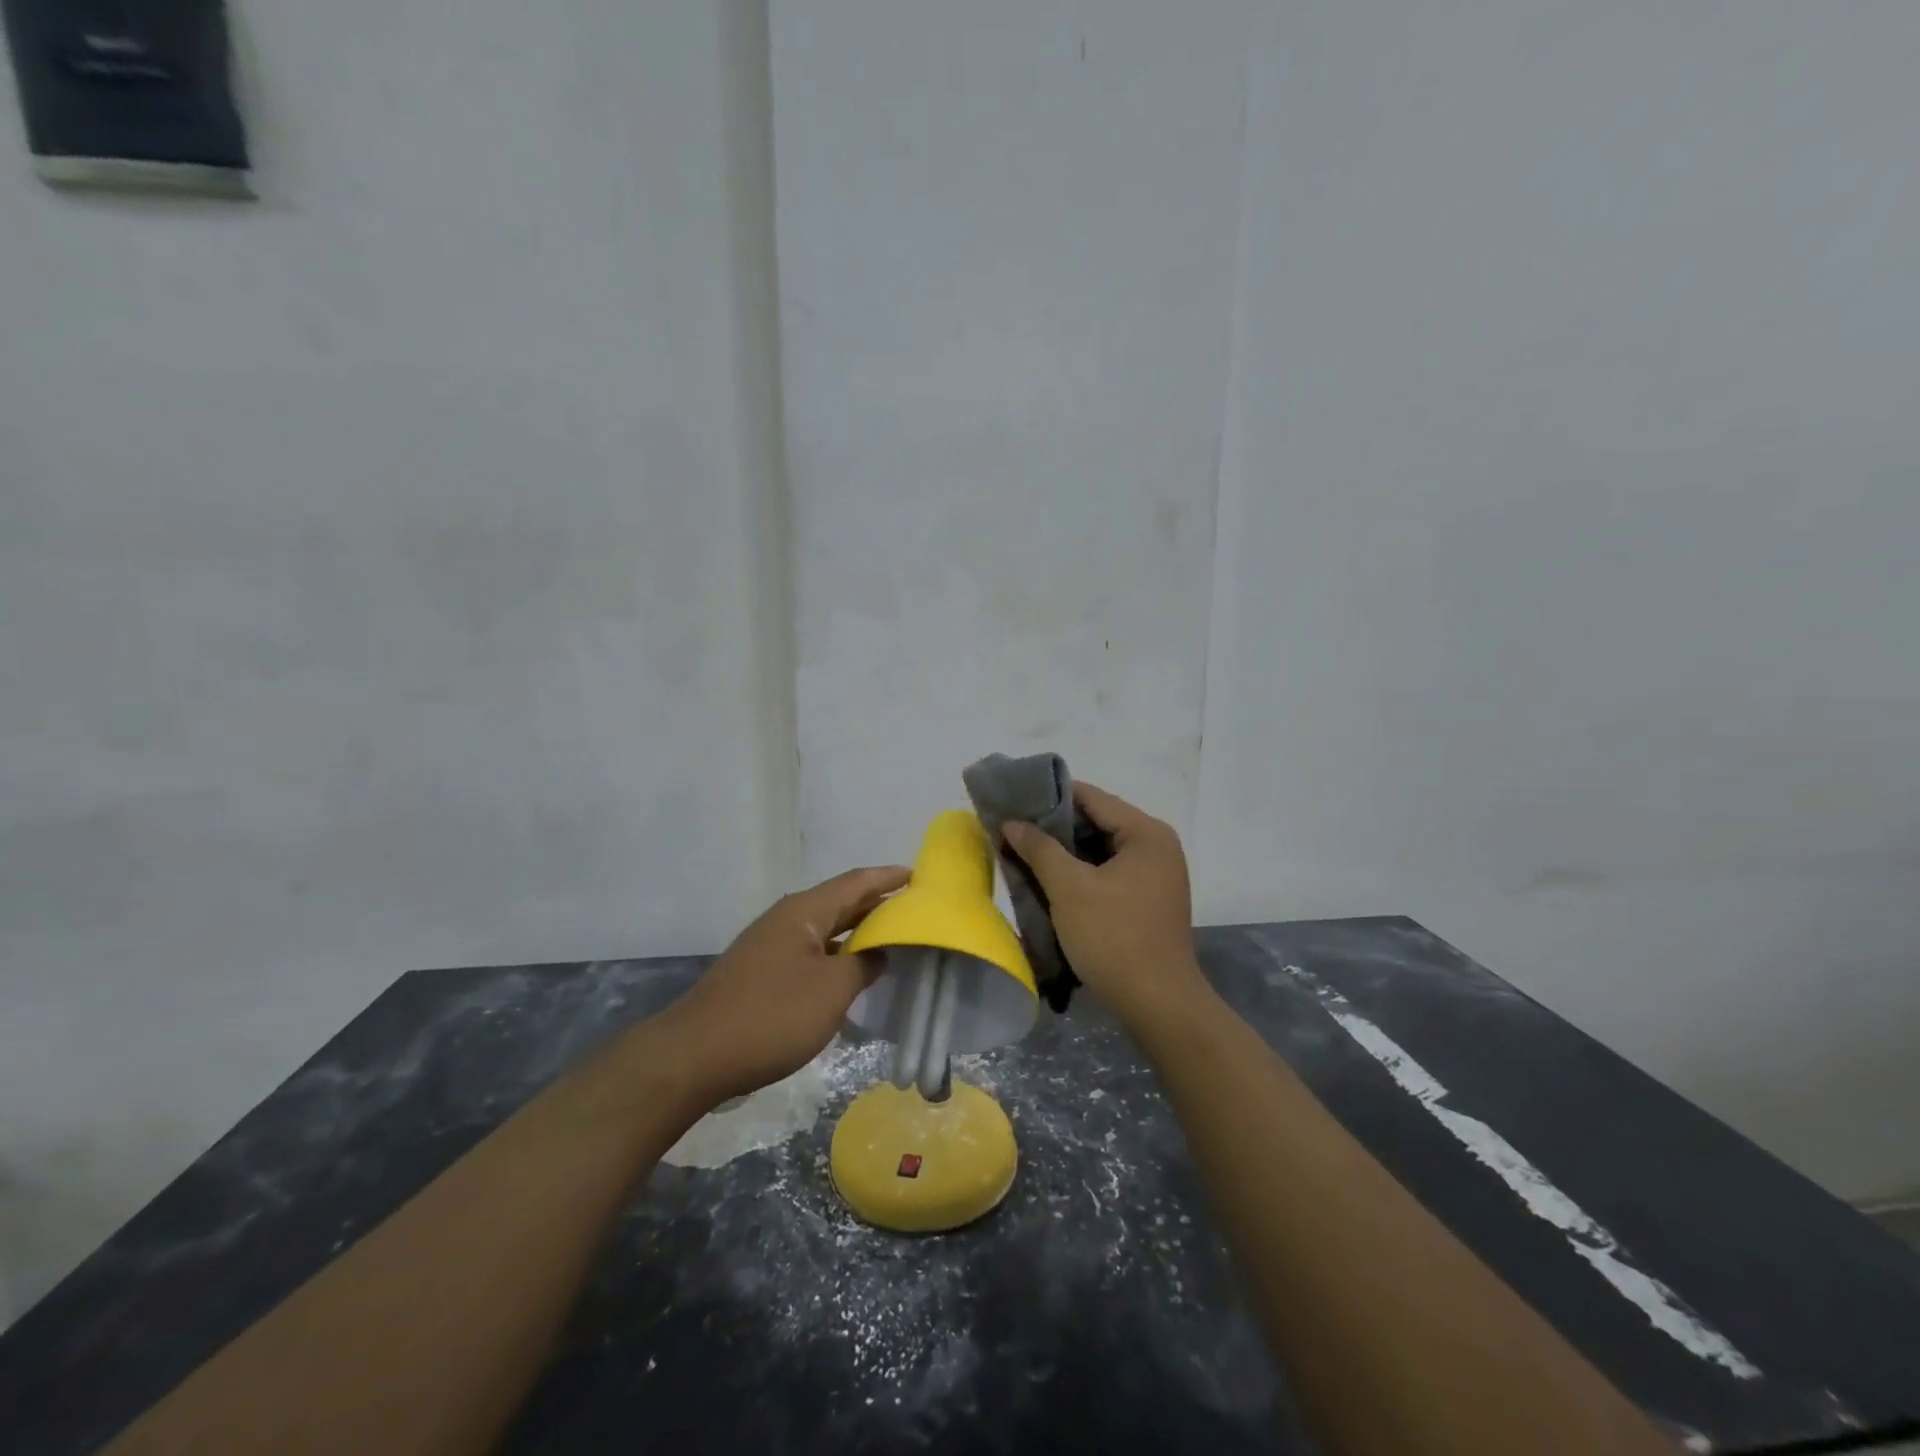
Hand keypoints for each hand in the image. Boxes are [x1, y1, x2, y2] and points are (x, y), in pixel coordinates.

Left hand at [659, 865, 909, 1104]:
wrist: (694, 1057)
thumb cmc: (771, 1016)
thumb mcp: (832, 990)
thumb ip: (863, 964)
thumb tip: (878, 951)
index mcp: (804, 911)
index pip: (856, 883)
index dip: (888, 878)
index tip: (919, 876)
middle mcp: (787, 919)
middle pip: (840, 902)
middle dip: (877, 903)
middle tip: (915, 907)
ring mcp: (771, 946)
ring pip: (825, 929)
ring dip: (858, 931)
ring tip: (893, 936)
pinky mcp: (762, 973)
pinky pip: (811, 952)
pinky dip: (837, 955)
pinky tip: (852, 972)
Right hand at [1003, 782, 1205, 1027]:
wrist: (1158, 1005)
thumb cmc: (1115, 938)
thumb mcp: (1070, 889)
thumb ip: (1040, 849)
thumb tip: (1012, 822)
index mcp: (1146, 833)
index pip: (1092, 798)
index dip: (1050, 796)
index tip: (1014, 799)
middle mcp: (1156, 846)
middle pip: (1097, 822)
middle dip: (1054, 826)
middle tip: (1012, 827)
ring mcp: (1154, 875)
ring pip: (1100, 850)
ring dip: (1064, 852)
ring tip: (1023, 851)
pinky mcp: (1147, 900)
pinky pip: (1107, 873)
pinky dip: (1080, 873)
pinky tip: (1048, 880)